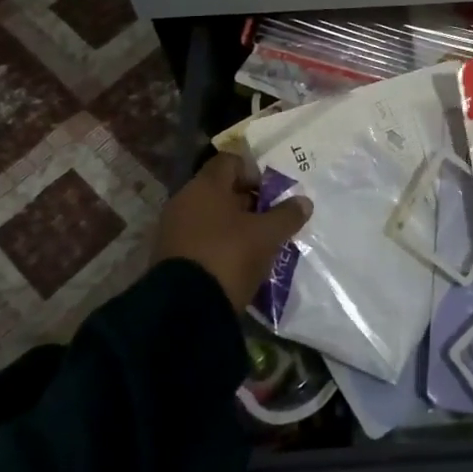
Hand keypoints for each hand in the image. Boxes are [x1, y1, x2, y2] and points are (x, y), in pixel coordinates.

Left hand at [154, 153, 312, 312]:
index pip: (230, 161)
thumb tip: (303, 201)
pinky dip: (218, 245)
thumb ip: (287, 215)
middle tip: (270, 220)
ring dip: (233, 226)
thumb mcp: (267, 235)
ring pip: (210, 217)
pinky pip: (199, 240)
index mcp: (205, 186)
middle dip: (247, 202)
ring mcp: (172, 229)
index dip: (254, 172)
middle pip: (220, 190)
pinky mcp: (168, 257)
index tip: (271, 193)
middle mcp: (184, 200)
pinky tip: (235, 264)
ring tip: (257, 245)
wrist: (183, 310)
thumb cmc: (228, 256)